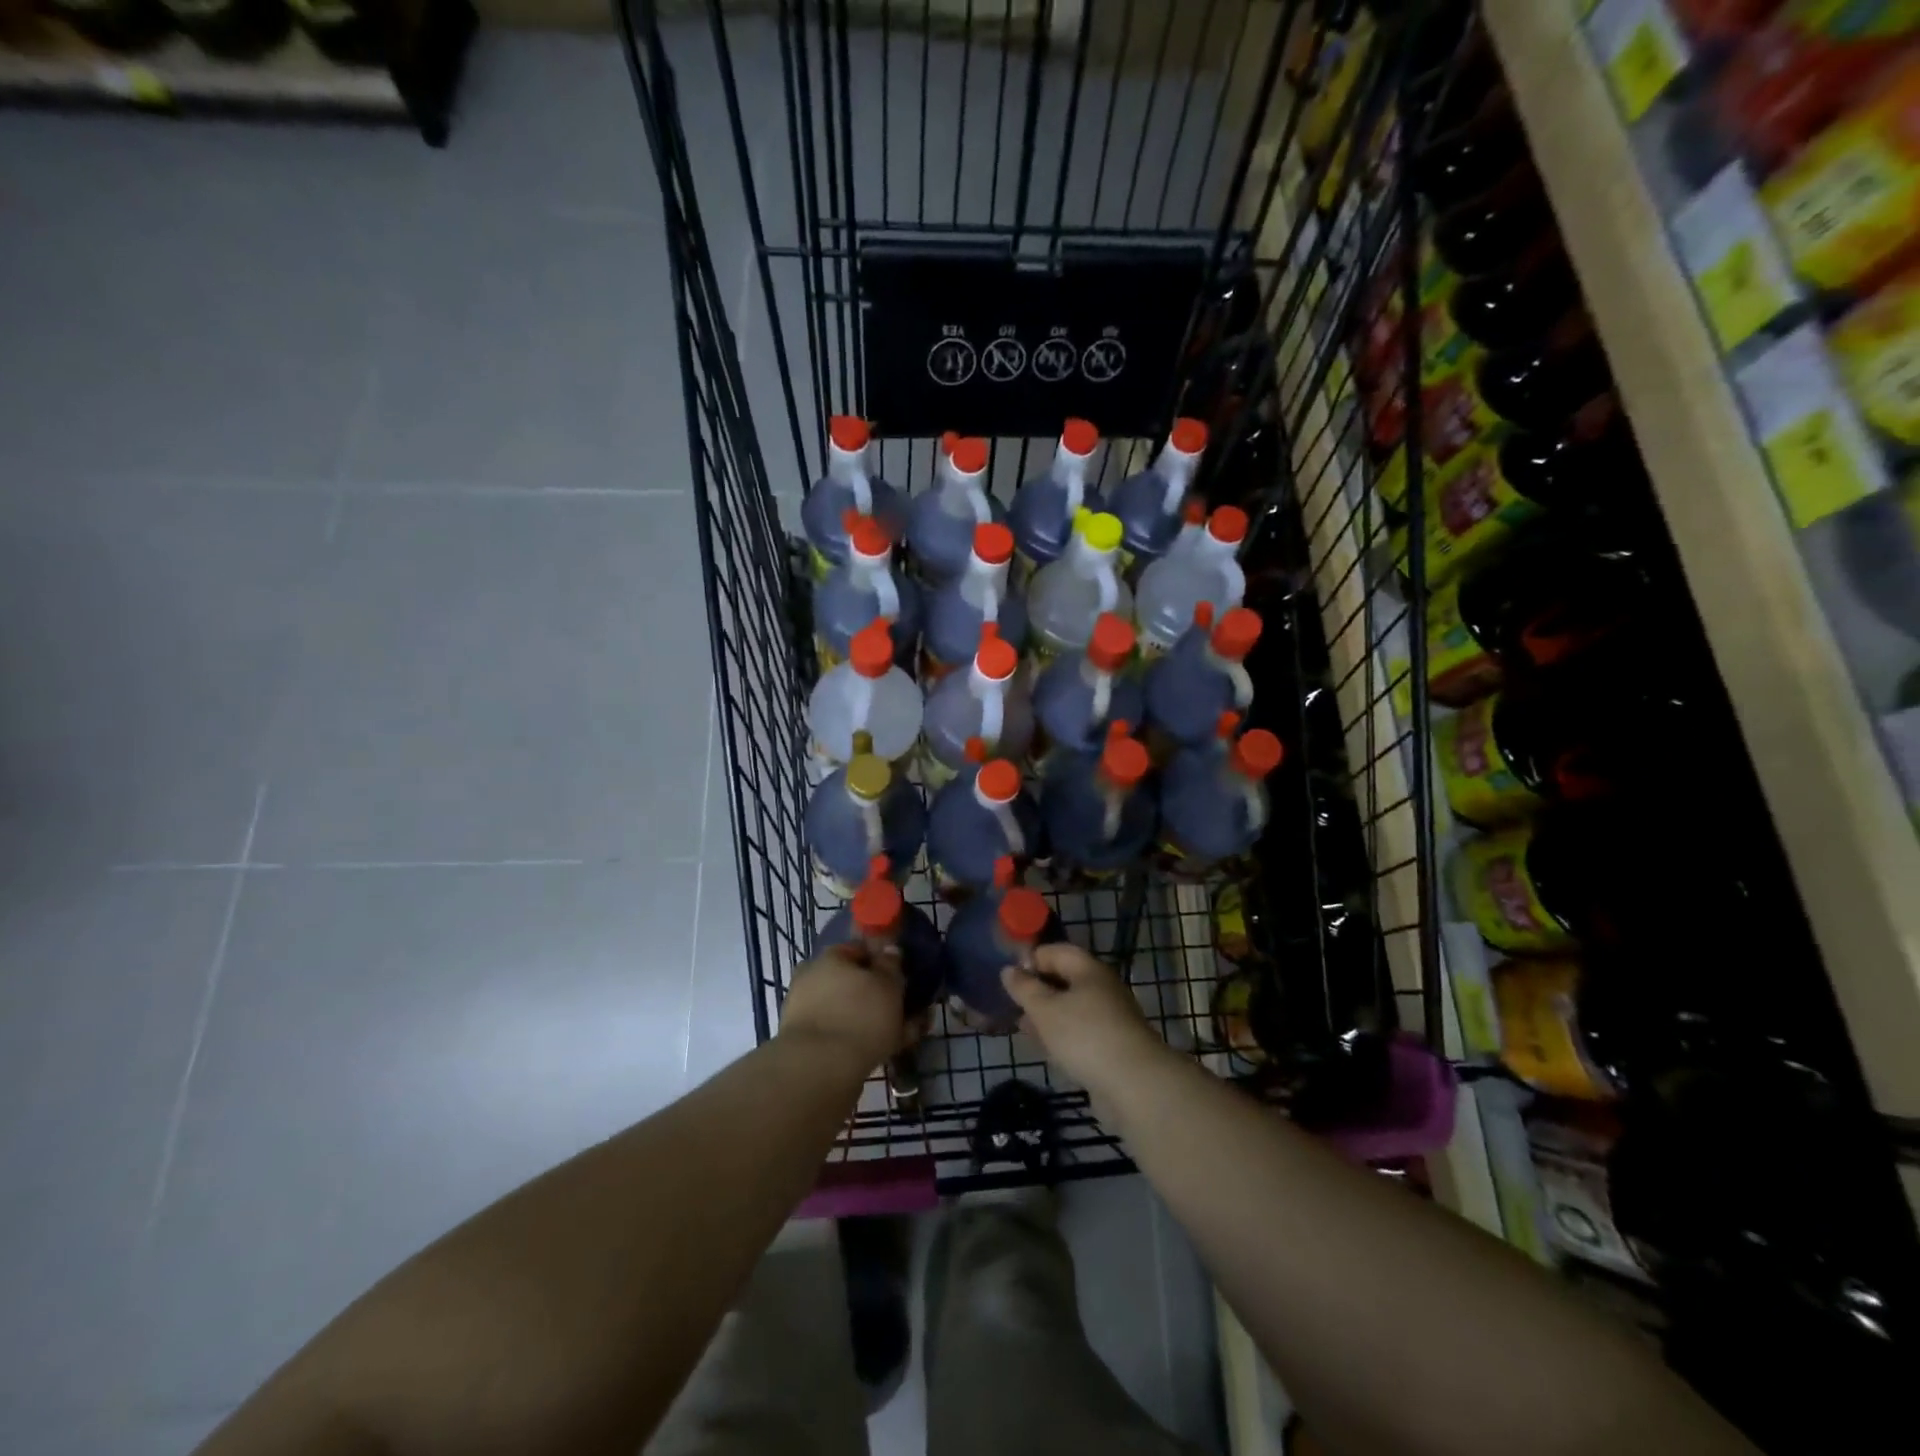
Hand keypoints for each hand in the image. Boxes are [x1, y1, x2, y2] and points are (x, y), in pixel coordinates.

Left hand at [779, 942, 919, 1072]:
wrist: (819, 1070)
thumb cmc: (860, 1016)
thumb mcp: (888, 984)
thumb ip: (891, 966)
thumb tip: (889, 951)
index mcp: (830, 957)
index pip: (860, 950)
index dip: (883, 963)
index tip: (901, 978)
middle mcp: (812, 978)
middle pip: (852, 982)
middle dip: (877, 995)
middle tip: (903, 1011)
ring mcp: (804, 1011)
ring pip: (847, 1011)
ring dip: (871, 1020)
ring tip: (902, 1036)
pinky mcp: (805, 1043)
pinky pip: (840, 1034)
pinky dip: (860, 1040)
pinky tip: (884, 1053)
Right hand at [1001, 943, 1169, 1106]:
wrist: (1134, 1084)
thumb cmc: (1084, 1036)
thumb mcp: (1045, 1009)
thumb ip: (1025, 988)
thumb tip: (1009, 970)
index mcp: (1089, 969)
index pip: (1056, 951)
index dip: (1031, 959)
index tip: (1009, 978)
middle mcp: (1102, 987)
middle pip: (1064, 979)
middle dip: (1037, 990)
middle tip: (1012, 1005)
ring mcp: (1110, 1017)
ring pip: (1071, 1008)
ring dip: (1047, 1016)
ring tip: (1023, 1028)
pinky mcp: (1112, 1045)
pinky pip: (1080, 1031)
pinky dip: (1062, 1035)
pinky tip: (1047, 1050)